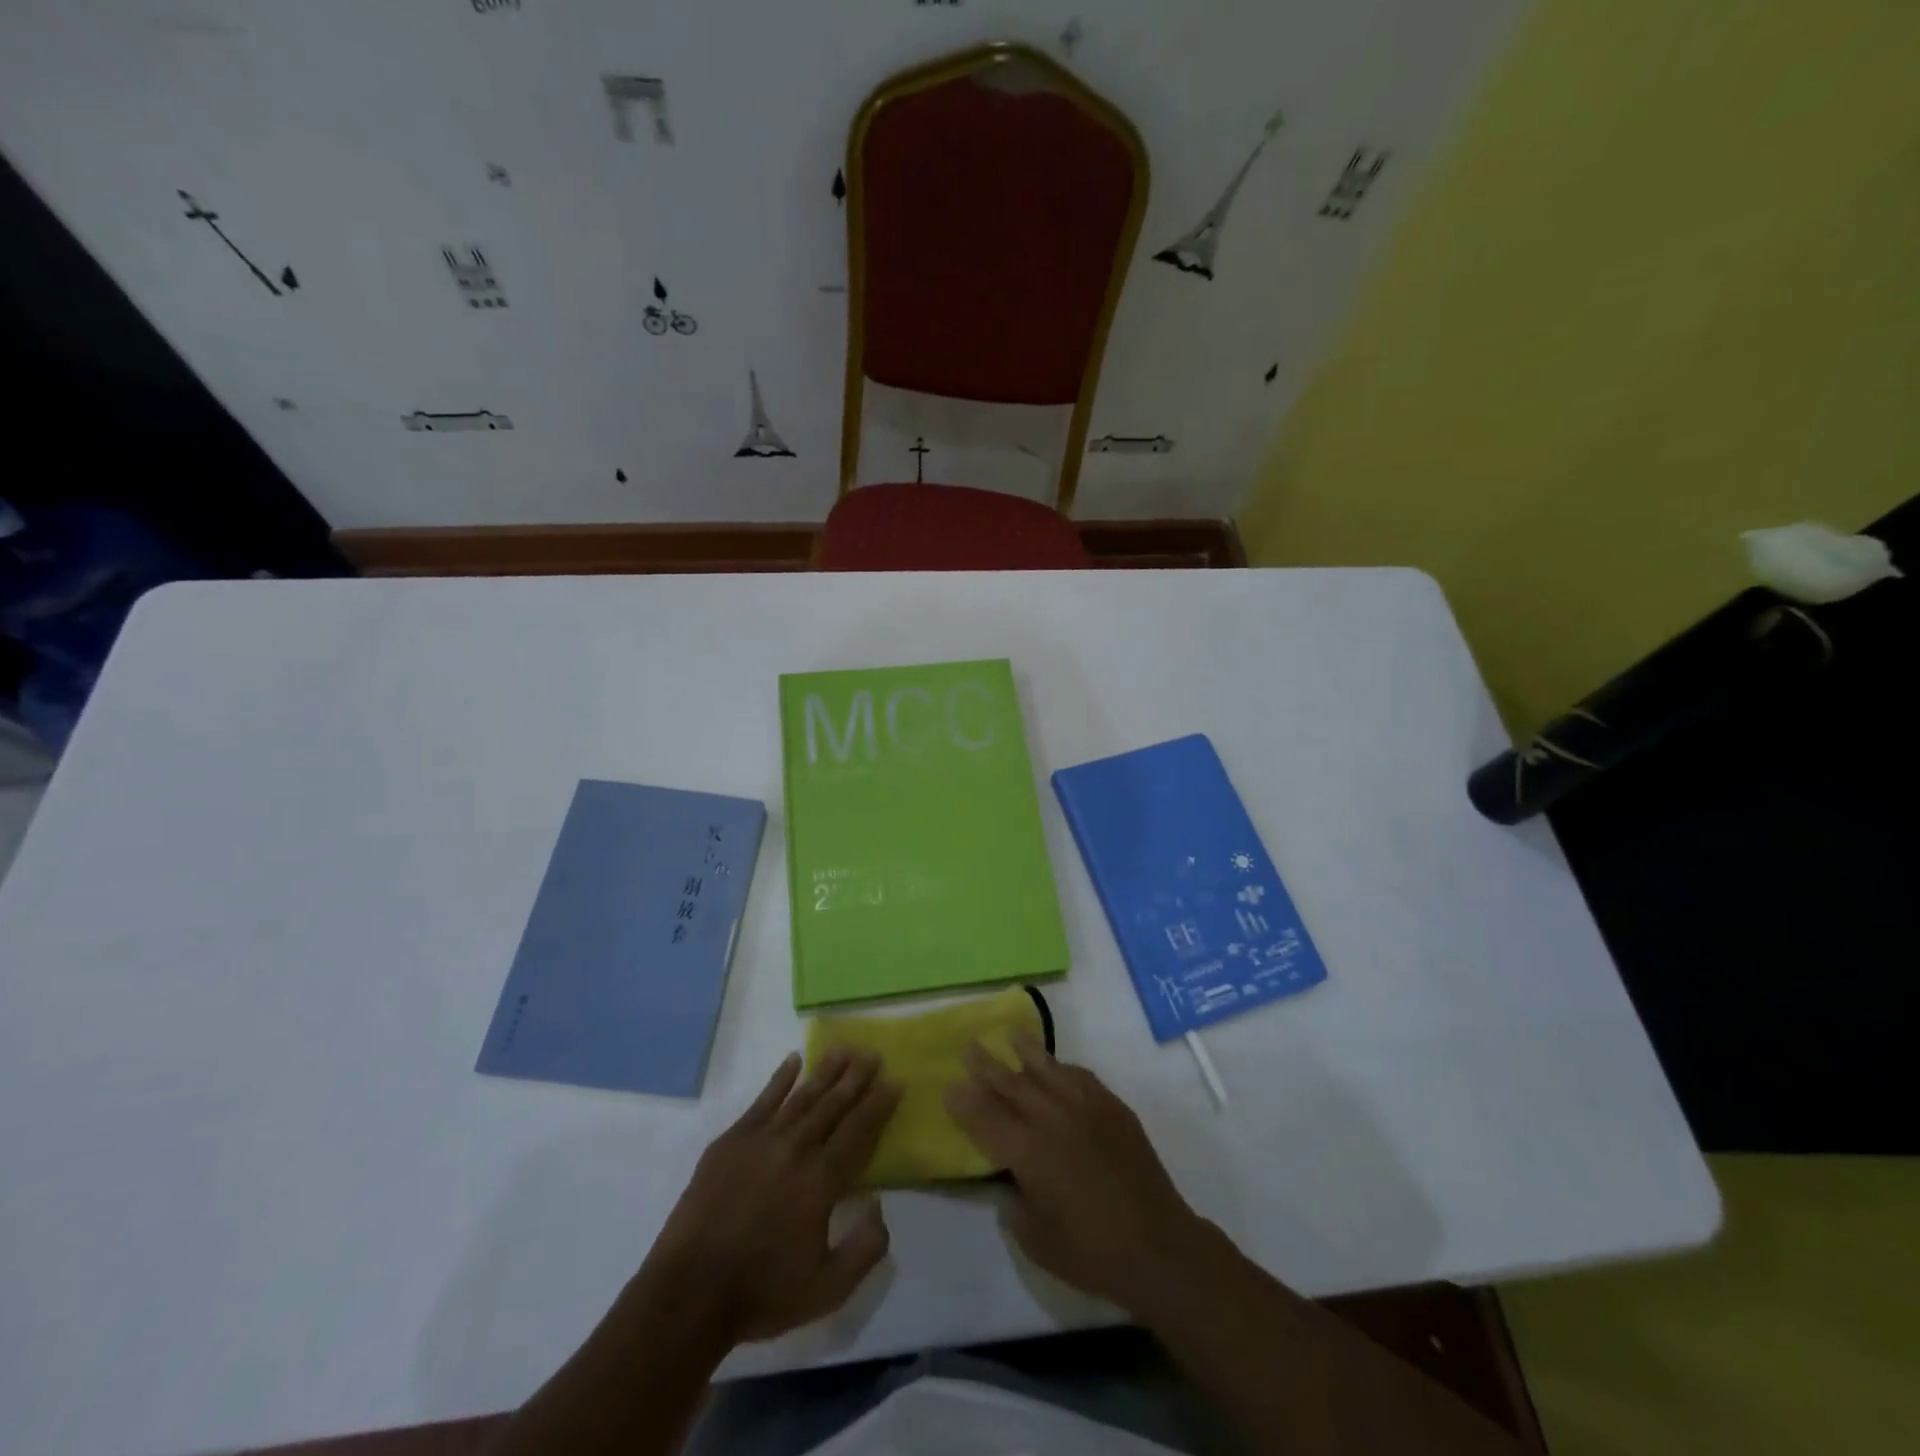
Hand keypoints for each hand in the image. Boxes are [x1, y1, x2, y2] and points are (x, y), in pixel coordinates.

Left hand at [648, 1049, 901, 1343]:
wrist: (689, 1293)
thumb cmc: (762, 1292)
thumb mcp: (827, 1289)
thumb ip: (865, 1249)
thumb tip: (880, 1208)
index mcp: (821, 1180)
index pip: (858, 1131)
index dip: (879, 1104)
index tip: (896, 1079)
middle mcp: (796, 1149)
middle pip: (833, 1104)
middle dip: (856, 1077)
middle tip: (873, 1053)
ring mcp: (761, 1140)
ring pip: (802, 1096)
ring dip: (825, 1071)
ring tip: (843, 1049)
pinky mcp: (731, 1141)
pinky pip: (763, 1100)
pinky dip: (780, 1079)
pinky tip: (793, 1060)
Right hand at [945, 1034, 1204, 1313]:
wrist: (1157, 1245)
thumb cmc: (1090, 1252)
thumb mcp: (1035, 1239)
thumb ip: (1014, 1203)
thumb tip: (1011, 1178)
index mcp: (1027, 1151)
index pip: (986, 1118)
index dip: (965, 1101)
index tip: (950, 1085)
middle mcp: (1051, 1118)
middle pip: (1011, 1084)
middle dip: (987, 1065)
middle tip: (969, 1046)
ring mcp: (1085, 1107)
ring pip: (1047, 1069)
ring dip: (1026, 1051)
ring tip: (1012, 1034)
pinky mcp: (1112, 1108)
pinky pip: (1081, 1077)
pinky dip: (1063, 1068)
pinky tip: (1057, 1066)